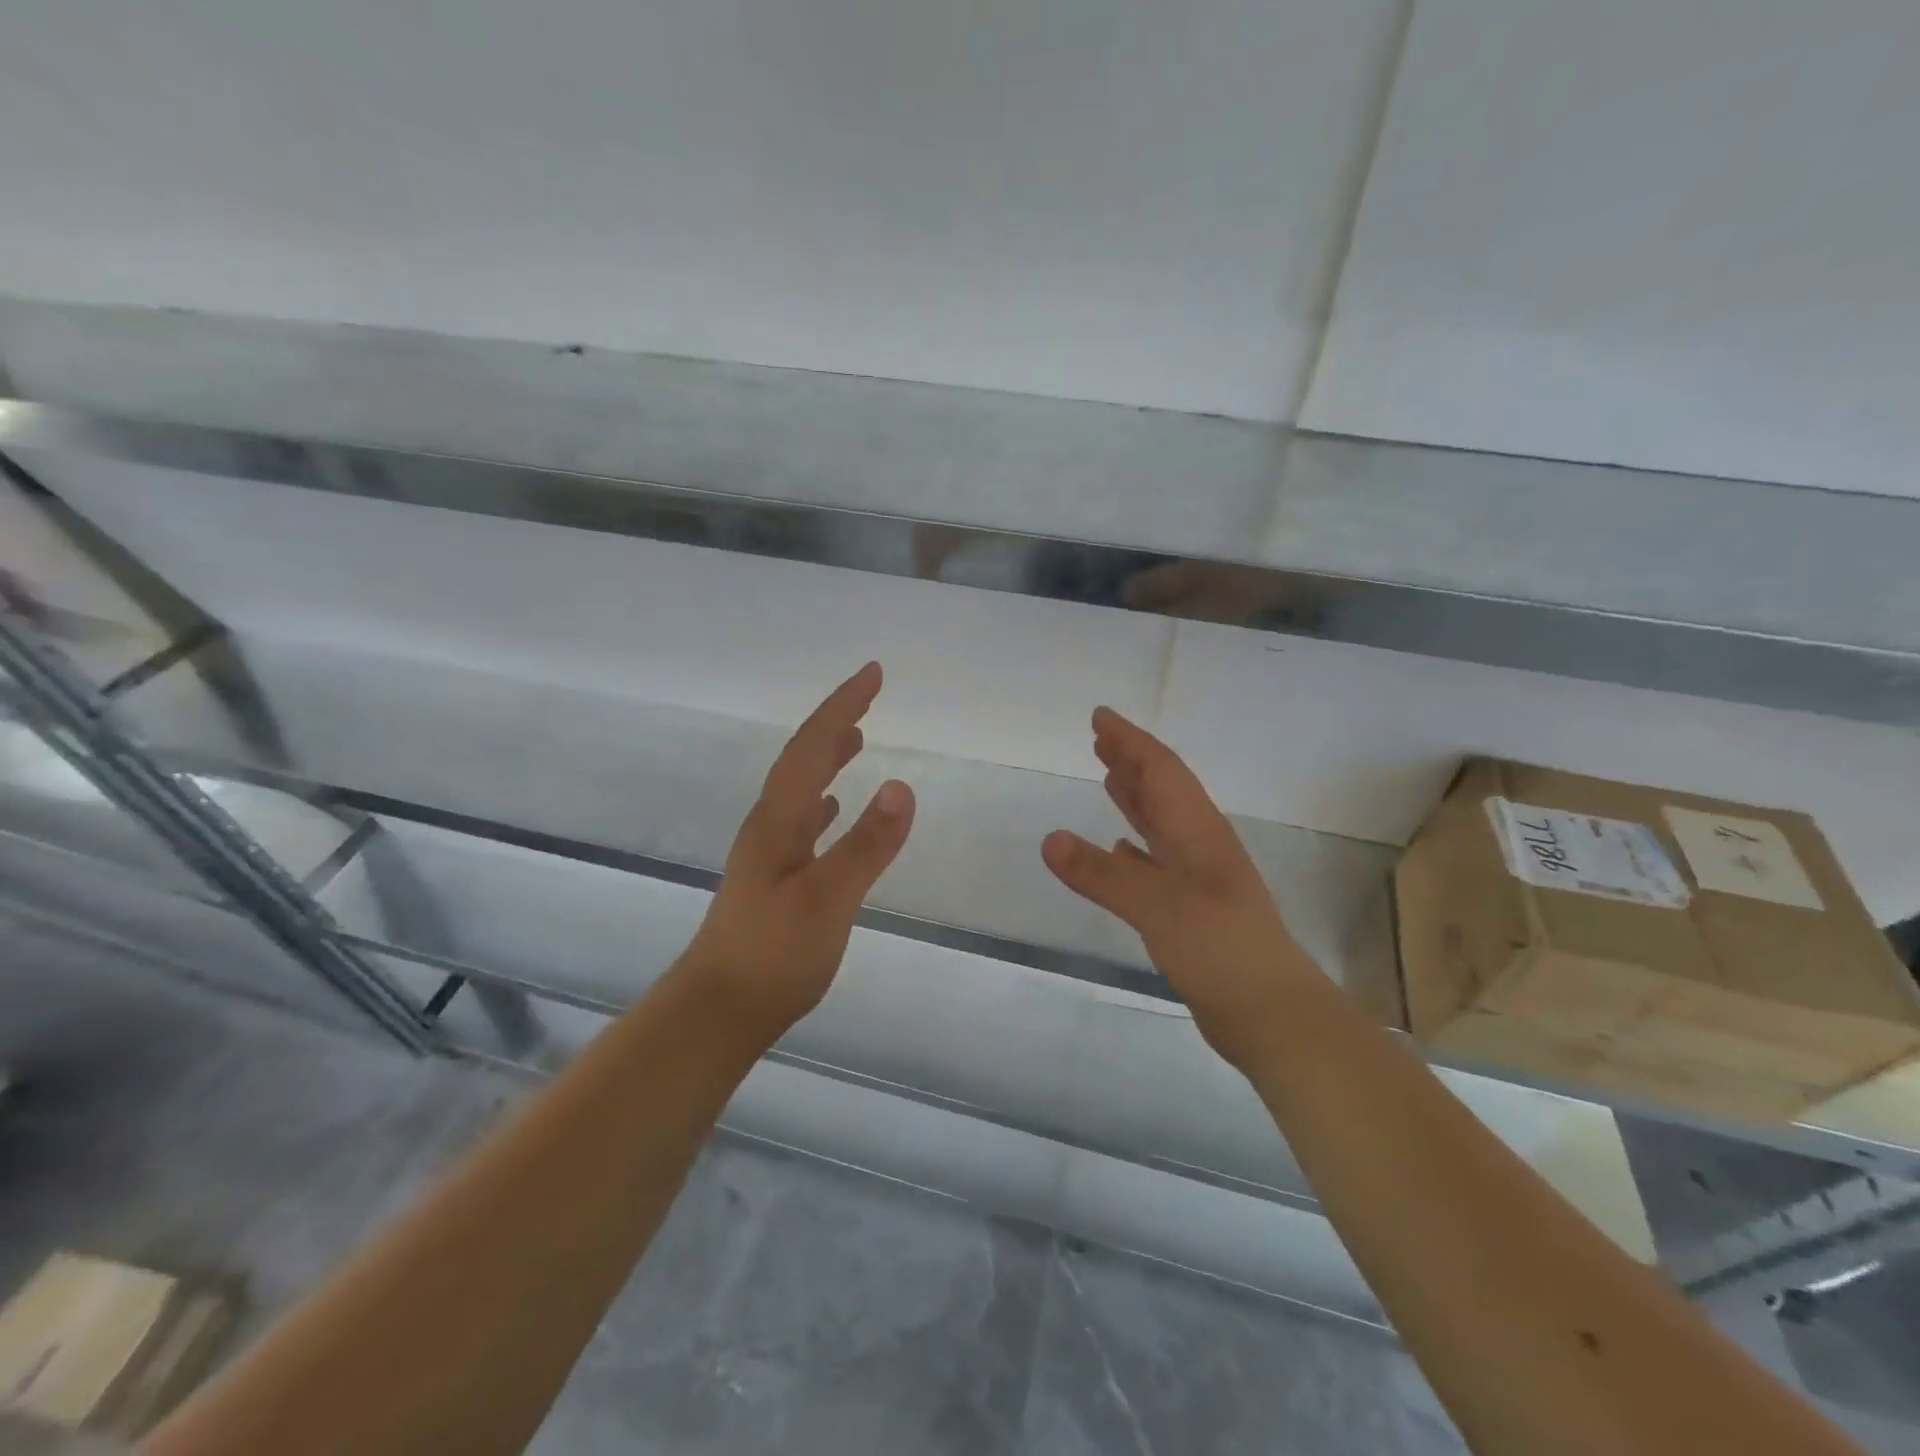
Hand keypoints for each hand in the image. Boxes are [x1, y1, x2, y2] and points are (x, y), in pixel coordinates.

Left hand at [681, 662, 914, 1040]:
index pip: (812, 747)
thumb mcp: (828, 899)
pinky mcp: (775, 878)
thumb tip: (901, 785)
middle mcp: (770, 826)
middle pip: (803, 758)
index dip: (841, 707)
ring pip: (801, 788)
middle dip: (836, 721)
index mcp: (778, 820)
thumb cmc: (774, 954)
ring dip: (828, 756)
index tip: (873, 674)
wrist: (720, 1009)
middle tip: (869, 693)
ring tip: (856, 737)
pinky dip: (822, 801)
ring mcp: (770, 852)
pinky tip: (831, 808)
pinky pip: (803, 821)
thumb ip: (865, 845)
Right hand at [1042, 707, 1314, 1070]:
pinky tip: (1121, 848)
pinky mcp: (1194, 909)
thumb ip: (1103, 874)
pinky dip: (1137, 846)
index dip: (1131, 742)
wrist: (1272, 1014)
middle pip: (1163, 790)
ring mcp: (1200, 878)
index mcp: (1198, 832)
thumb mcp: (1158, 908)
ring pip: (1161, 823)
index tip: (1101, 717)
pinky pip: (1158, 861)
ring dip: (1135, 796)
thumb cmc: (1220, 950)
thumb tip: (1050, 839)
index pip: (1161, 771)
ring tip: (1107, 777)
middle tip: (1100, 739)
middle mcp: (1200, 845)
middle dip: (1132, 761)